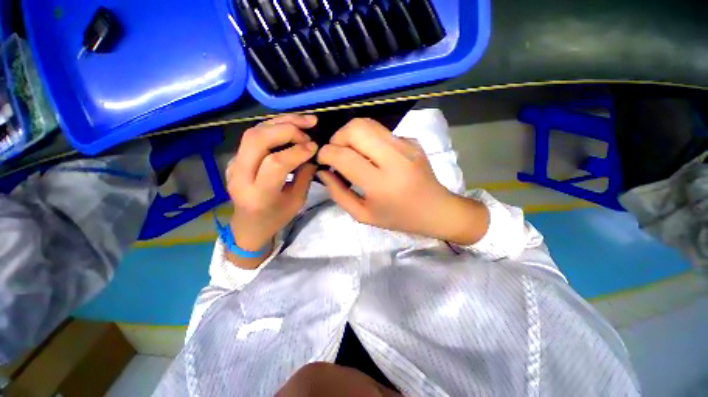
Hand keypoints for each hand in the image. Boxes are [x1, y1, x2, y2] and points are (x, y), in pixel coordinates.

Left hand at [226, 114, 317, 265]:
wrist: (248, 226)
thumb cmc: (275, 218)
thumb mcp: (297, 201)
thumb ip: (304, 176)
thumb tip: (312, 154)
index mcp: (258, 194)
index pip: (275, 163)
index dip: (297, 151)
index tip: (315, 147)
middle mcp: (240, 177)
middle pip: (257, 140)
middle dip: (287, 129)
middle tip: (309, 128)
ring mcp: (233, 165)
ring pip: (253, 132)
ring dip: (281, 122)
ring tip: (304, 120)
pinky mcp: (234, 158)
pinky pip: (253, 136)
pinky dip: (274, 127)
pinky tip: (290, 125)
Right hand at [316, 118, 488, 244]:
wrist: (435, 210)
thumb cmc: (398, 217)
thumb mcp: (363, 215)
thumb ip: (338, 194)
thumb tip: (323, 172)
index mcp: (381, 184)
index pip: (344, 156)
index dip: (326, 153)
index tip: (322, 159)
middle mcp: (394, 159)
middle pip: (355, 129)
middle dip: (337, 137)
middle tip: (336, 152)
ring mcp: (406, 146)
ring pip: (368, 123)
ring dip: (351, 134)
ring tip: (350, 150)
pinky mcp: (412, 141)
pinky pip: (382, 131)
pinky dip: (369, 138)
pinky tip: (372, 154)